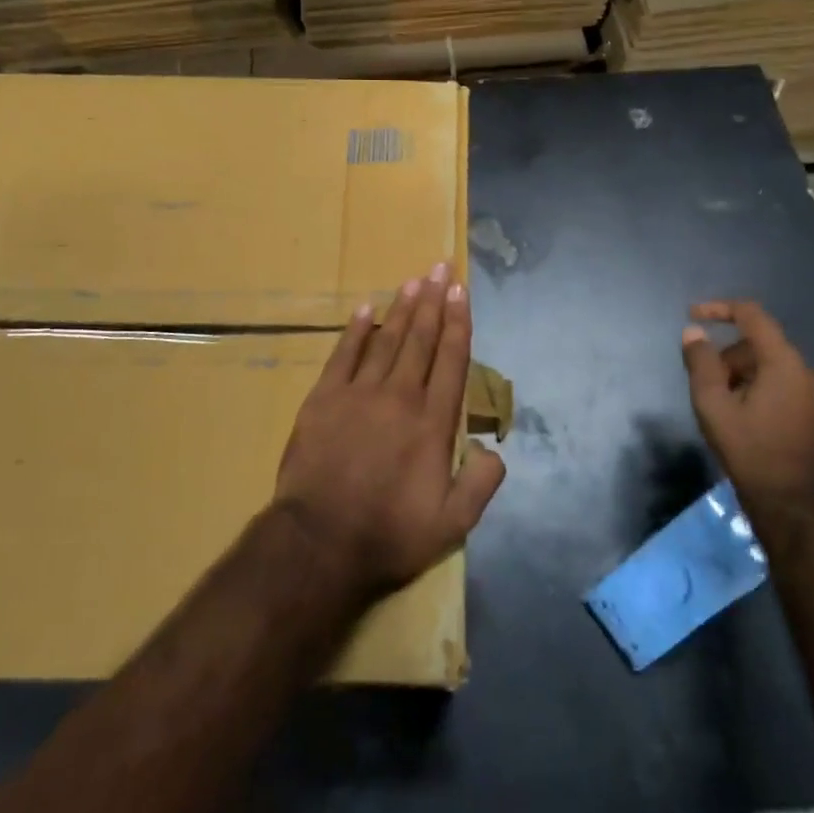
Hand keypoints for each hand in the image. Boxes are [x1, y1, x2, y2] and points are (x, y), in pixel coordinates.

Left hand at [274, 263, 505, 597]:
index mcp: (433, 422)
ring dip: (402, 308)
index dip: (458, 323)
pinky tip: (366, 308)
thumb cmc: (389, 534)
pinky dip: (356, 330)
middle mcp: (400, 396)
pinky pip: (344, 354)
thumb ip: (481, 482)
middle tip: (440, 269)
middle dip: (433, 301)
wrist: (320, 543)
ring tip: (414, 281)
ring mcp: (359, 393)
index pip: (451, 360)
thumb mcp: (453, 523)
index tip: (462, 293)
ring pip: (387, 340)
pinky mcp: (324, 399)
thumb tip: (494, 449)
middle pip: (421, 339)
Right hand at [681, 300, 813, 510]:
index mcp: (786, 364)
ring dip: (745, 376)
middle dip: (729, 358)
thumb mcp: (713, 406)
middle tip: (707, 387)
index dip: (720, 309)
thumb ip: (701, 363)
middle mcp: (810, 371)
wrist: (793, 506)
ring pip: (772, 367)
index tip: (693, 315)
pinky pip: (786, 385)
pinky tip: (748, 418)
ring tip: (726, 408)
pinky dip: (763, 389)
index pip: (753, 316)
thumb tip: (694, 332)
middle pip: (760, 346)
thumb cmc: (750, 452)